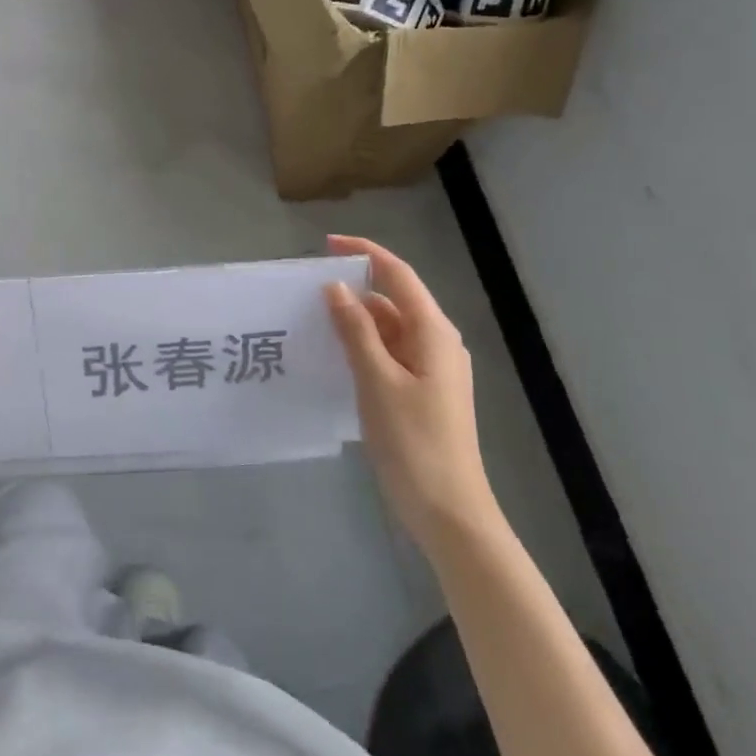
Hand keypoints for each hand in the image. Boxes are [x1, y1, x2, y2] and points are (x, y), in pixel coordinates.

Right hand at [324, 235, 493, 539]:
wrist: (449, 511)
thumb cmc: (414, 443)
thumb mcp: (378, 381)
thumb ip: (356, 331)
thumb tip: (336, 288)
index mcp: (433, 333)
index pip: (398, 275)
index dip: (364, 252)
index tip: (325, 245)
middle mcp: (437, 343)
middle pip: (392, 301)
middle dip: (353, 291)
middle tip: (306, 293)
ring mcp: (432, 369)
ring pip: (389, 329)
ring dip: (355, 322)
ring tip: (311, 323)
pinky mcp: (422, 391)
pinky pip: (390, 354)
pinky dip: (363, 348)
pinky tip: (334, 357)